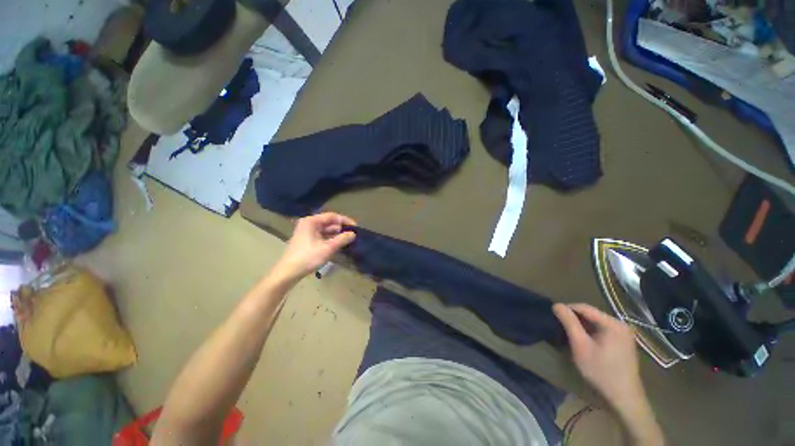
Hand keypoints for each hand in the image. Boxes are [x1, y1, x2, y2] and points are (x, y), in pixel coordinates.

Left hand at [273, 212, 356, 282]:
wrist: (288, 272)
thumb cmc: (308, 257)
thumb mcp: (328, 248)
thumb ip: (342, 239)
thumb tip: (353, 234)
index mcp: (311, 221)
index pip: (332, 216)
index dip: (345, 221)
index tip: (356, 227)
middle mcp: (308, 223)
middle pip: (329, 222)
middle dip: (341, 228)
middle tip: (353, 234)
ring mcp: (306, 232)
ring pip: (326, 229)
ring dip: (336, 234)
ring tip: (348, 240)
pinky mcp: (306, 240)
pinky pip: (322, 235)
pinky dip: (330, 238)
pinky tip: (338, 244)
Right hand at [553, 303, 642, 408]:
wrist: (623, 398)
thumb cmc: (600, 370)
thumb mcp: (580, 345)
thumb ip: (569, 323)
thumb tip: (556, 304)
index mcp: (613, 323)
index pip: (584, 307)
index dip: (567, 309)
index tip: (554, 315)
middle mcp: (621, 325)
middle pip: (591, 315)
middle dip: (575, 319)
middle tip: (560, 327)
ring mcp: (624, 334)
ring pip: (596, 323)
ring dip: (582, 326)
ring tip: (569, 334)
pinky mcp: (623, 343)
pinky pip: (602, 331)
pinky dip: (590, 333)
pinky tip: (584, 342)